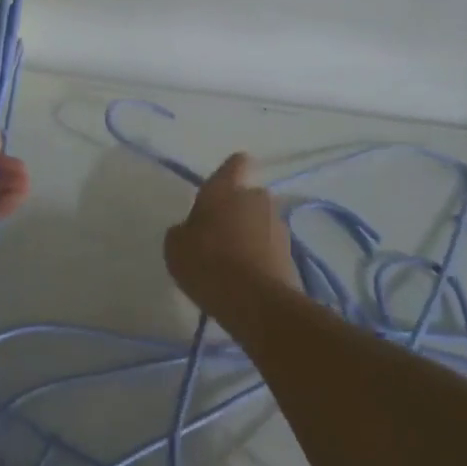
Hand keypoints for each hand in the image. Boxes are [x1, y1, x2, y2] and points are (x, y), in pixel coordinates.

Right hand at [164, 153, 298, 317]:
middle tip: (217, 235)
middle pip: (248, 197)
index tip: (222, 186)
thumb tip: (192, 230)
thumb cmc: (207, 262)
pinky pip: (269, 248)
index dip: (230, 171)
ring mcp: (278, 226)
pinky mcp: (291, 254)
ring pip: (260, 223)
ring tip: (230, 263)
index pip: (235, 164)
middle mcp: (257, 199)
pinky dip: (259, 257)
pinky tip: (244, 279)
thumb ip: (183, 230)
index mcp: (225, 189)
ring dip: (249, 235)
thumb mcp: (175, 246)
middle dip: (237, 211)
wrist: (255, 301)